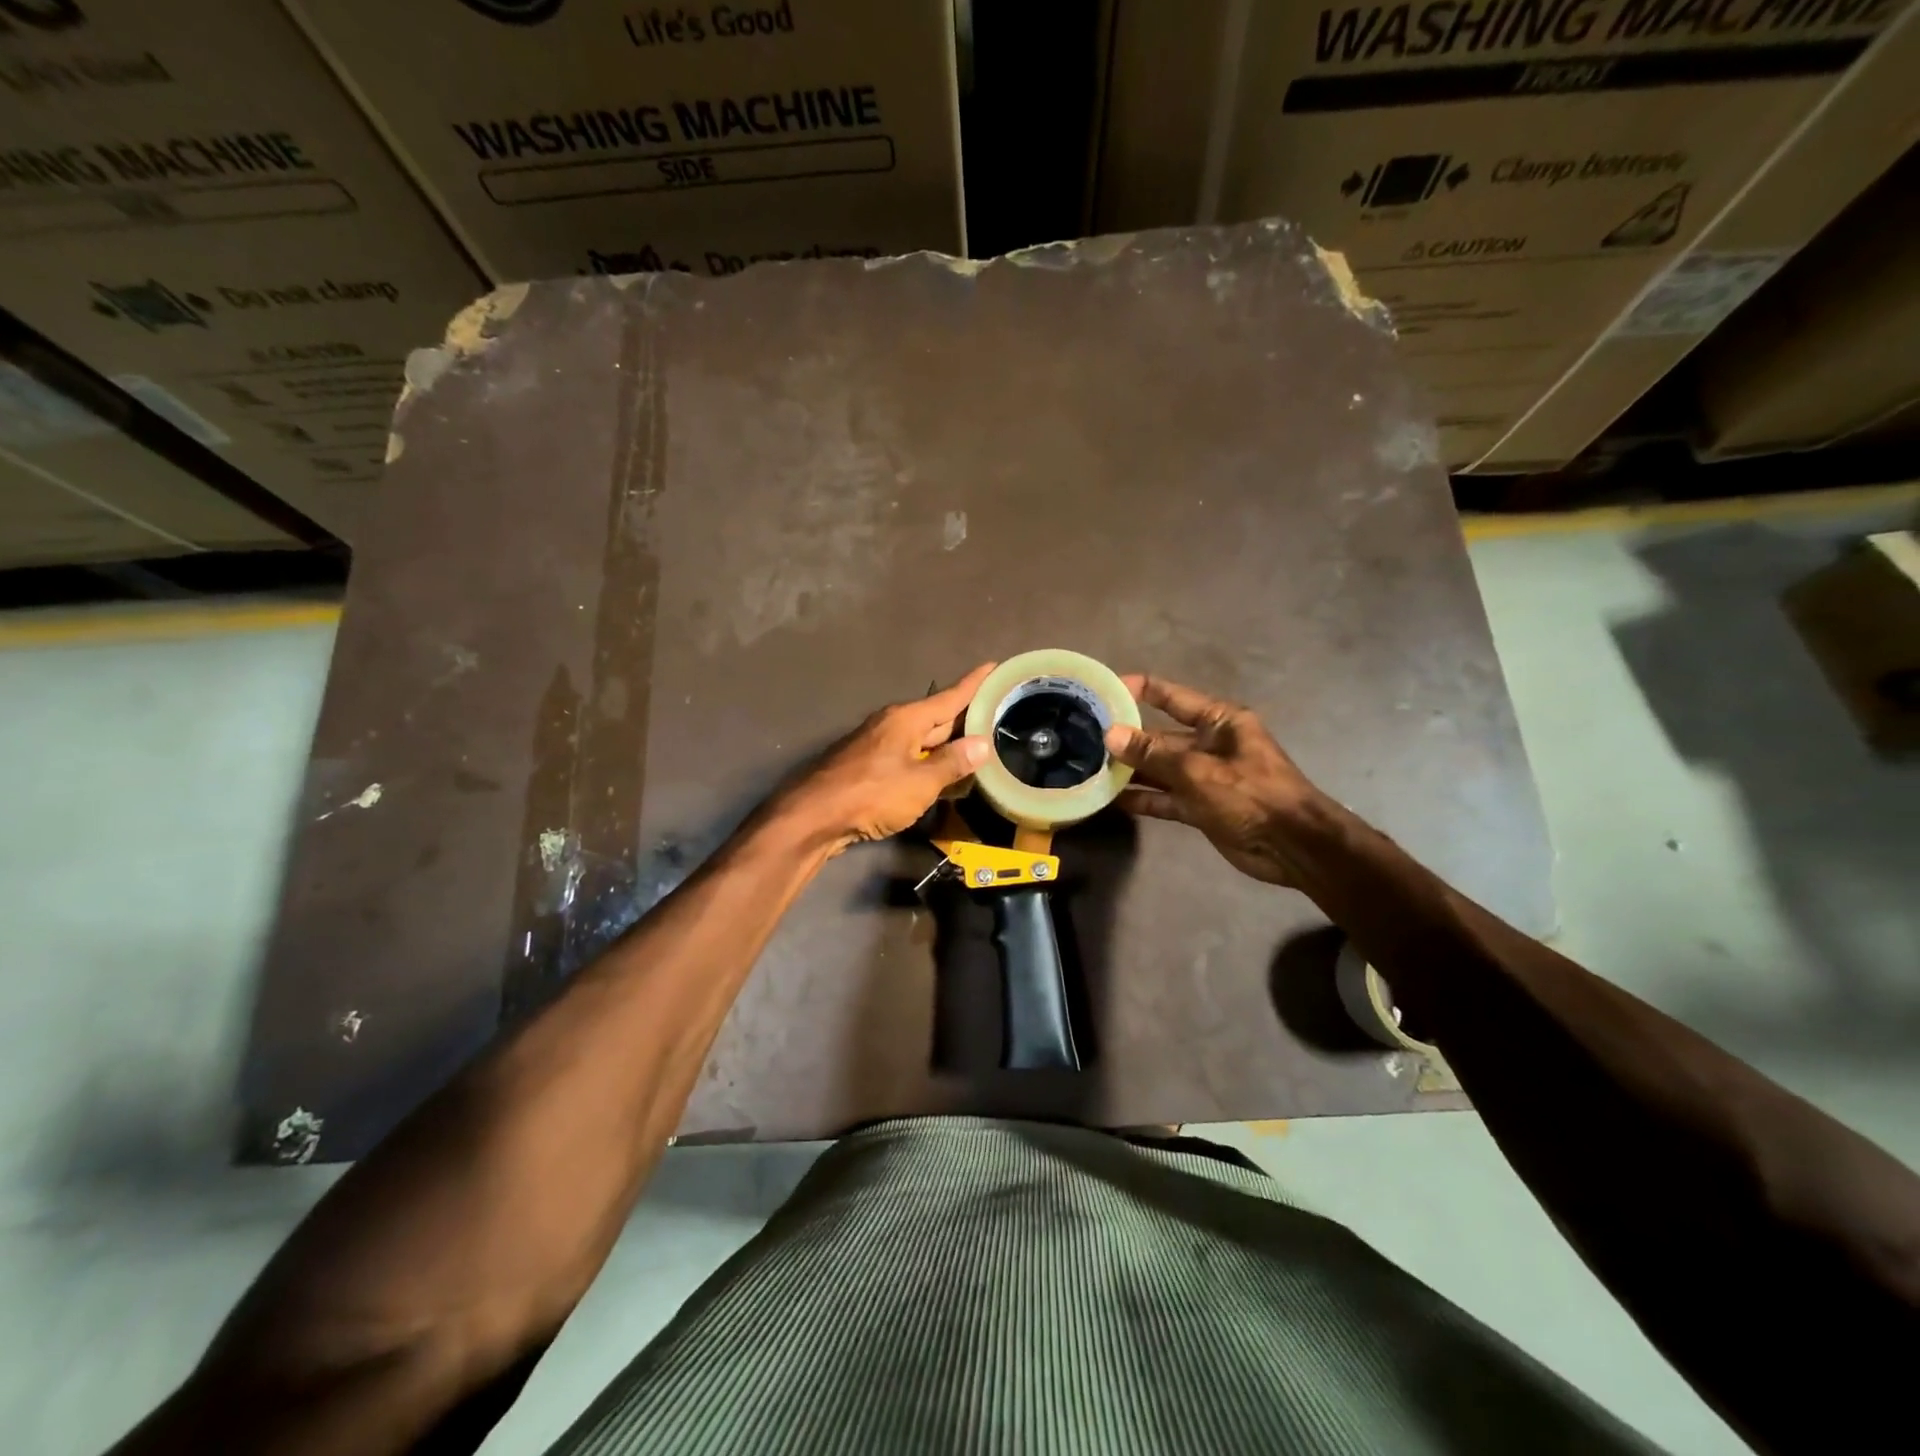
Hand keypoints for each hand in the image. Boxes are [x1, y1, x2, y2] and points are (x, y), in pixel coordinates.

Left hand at [771, 663, 996, 854]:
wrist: (815, 816)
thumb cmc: (871, 793)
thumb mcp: (920, 782)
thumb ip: (952, 763)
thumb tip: (981, 744)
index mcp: (907, 719)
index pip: (950, 697)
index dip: (974, 684)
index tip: (994, 666)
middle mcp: (893, 725)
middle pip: (938, 718)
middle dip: (966, 717)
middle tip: (998, 712)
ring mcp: (879, 745)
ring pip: (923, 739)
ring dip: (949, 743)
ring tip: (979, 744)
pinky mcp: (870, 767)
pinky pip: (910, 757)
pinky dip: (930, 762)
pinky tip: (944, 773)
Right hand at [1105, 675, 1327, 886]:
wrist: (1293, 846)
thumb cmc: (1251, 794)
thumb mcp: (1198, 770)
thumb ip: (1152, 753)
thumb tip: (1110, 734)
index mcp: (1219, 721)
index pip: (1172, 697)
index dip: (1139, 690)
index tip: (1103, 690)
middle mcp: (1209, 744)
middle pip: (1159, 736)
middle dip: (1126, 737)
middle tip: (1083, 737)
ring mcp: (1203, 777)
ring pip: (1159, 769)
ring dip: (1129, 770)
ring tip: (1088, 768)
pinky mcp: (1200, 806)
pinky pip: (1164, 797)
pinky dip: (1142, 799)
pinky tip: (1110, 799)